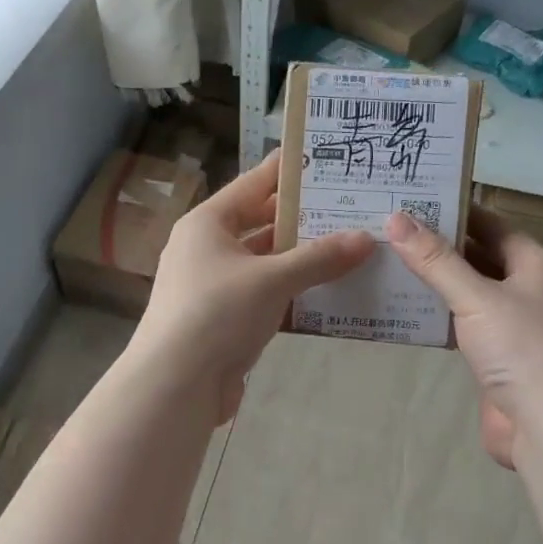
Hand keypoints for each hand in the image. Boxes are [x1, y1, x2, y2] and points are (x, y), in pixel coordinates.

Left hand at [134, 152, 374, 423]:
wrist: (176, 385)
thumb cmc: (217, 314)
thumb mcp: (271, 280)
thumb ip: (319, 258)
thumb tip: (366, 239)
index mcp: (207, 224)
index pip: (253, 184)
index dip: (288, 171)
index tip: (326, 158)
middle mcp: (207, 249)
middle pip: (261, 223)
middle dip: (303, 219)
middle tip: (350, 207)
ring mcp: (214, 286)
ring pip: (265, 263)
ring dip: (302, 259)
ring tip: (350, 247)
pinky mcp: (224, 320)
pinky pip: (265, 295)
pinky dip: (292, 292)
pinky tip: (329, 292)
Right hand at [385, 206, 542, 468]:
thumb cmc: (522, 349)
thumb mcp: (476, 297)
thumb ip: (435, 260)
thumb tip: (395, 219)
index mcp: (535, 265)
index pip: (491, 224)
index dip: (454, 211)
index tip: (411, 201)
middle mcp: (527, 289)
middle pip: (479, 257)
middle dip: (438, 246)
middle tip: (389, 231)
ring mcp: (513, 326)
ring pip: (469, 293)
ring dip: (435, 283)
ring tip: (387, 264)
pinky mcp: (496, 357)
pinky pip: (463, 326)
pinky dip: (437, 317)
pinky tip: (403, 310)